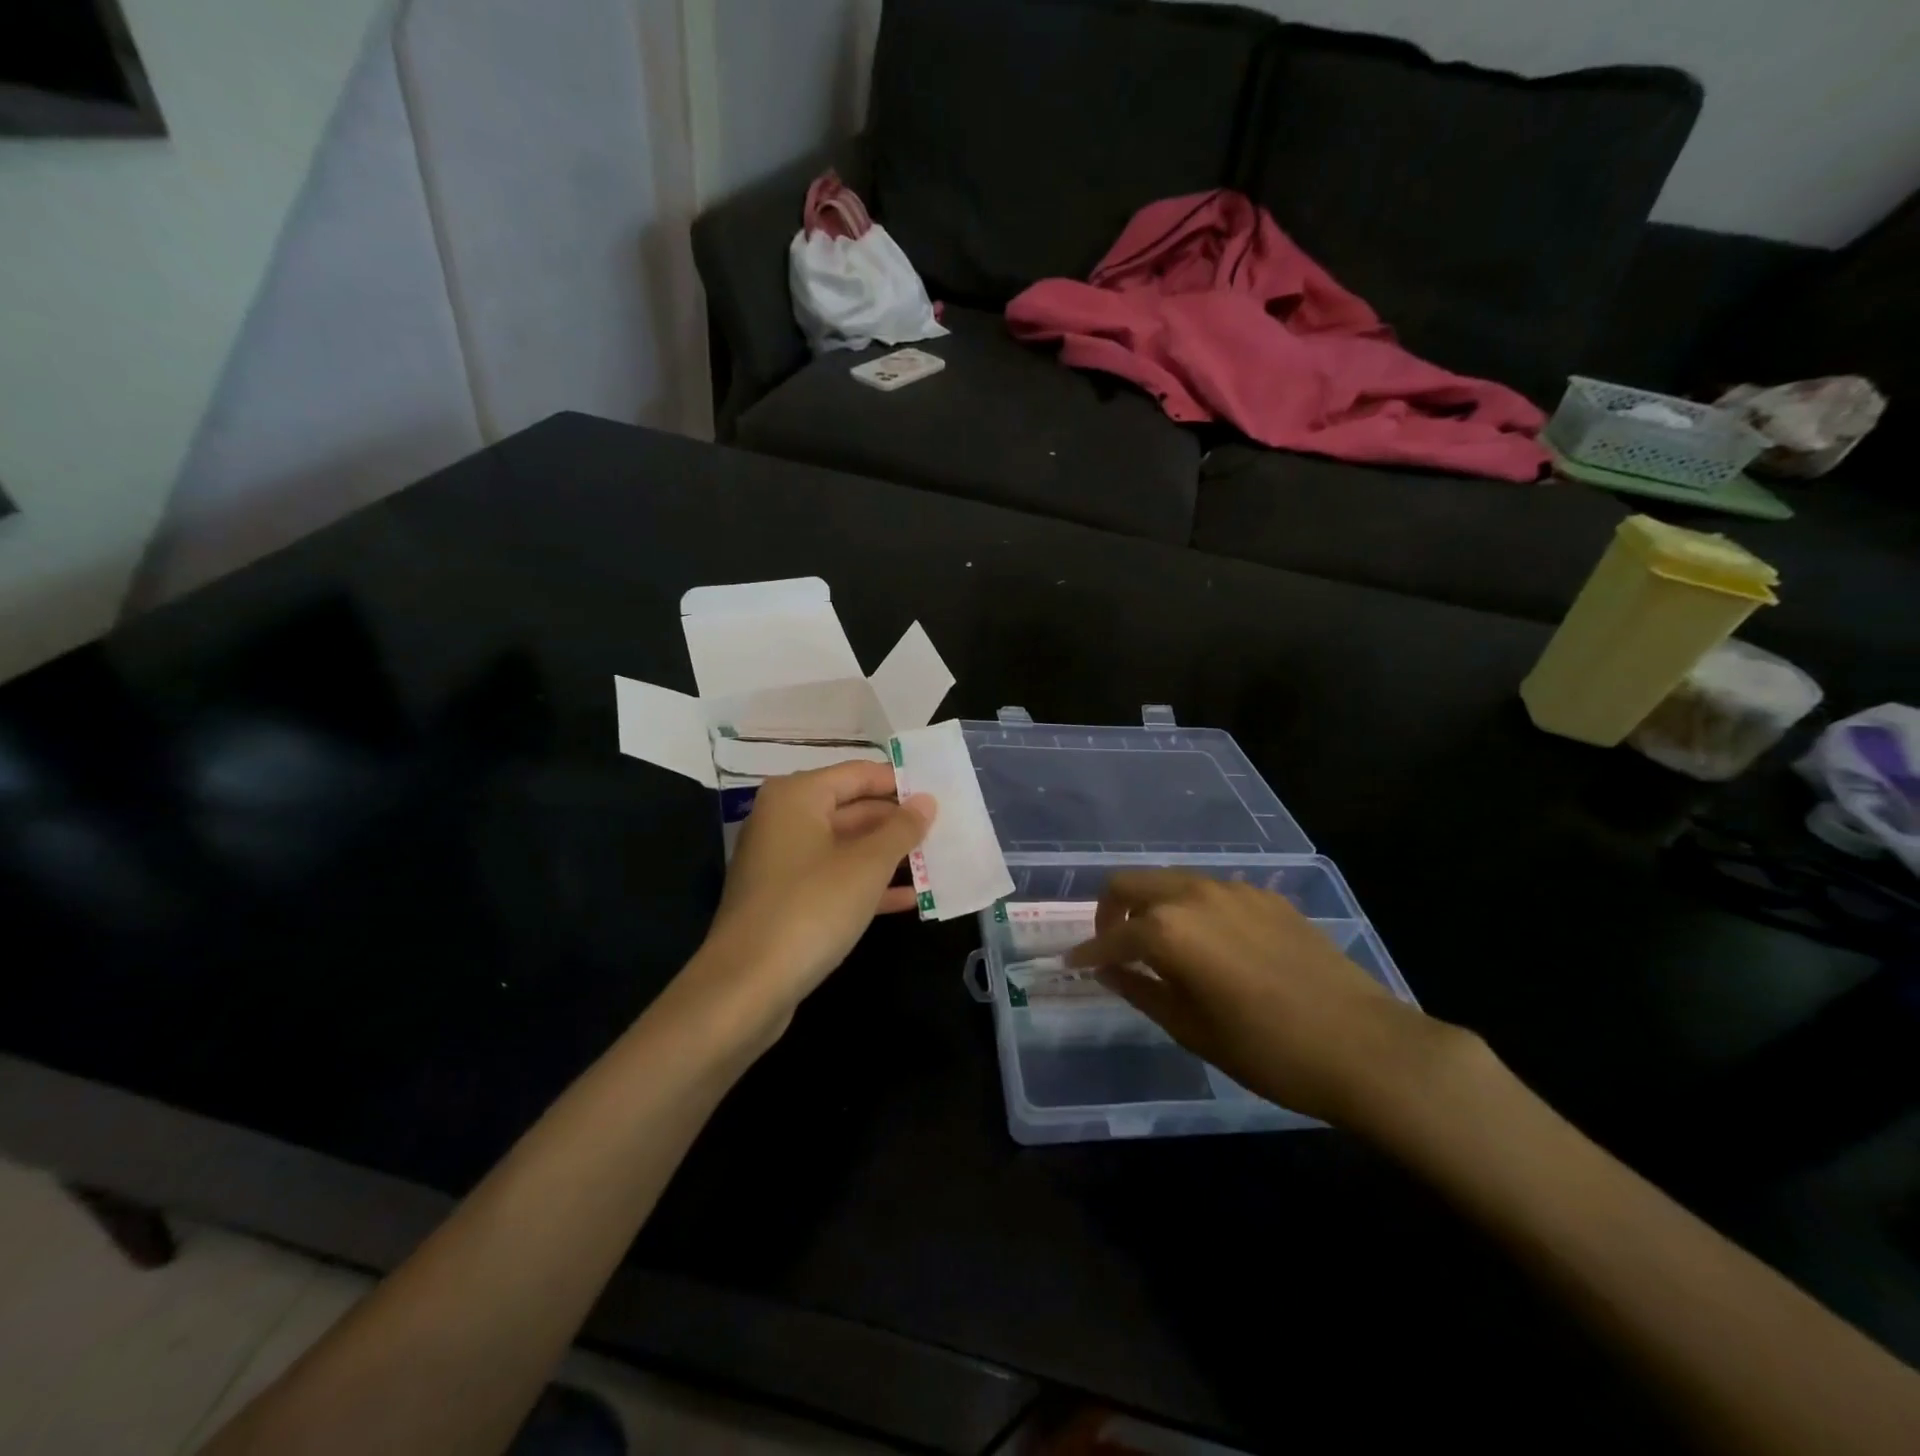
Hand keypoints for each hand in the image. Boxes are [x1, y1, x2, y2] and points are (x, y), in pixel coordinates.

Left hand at [688, 760, 935, 1039]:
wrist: (747, 986)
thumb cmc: (811, 908)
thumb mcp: (867, 866)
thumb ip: (901, 829)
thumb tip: (926, 801)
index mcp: (797, 796)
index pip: (859, 774)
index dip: (900, 783)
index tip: (941, 795)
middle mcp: (785, 820)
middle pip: (851, 808)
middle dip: (897, 822)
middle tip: (945, 830)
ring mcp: (782, 862)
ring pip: (845, 847)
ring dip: (888, 856)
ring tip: (937, 861)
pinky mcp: (785, 899)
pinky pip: (834, 879)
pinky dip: (867, 885)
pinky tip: (909, 898)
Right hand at [1065, 871, 1466, 1131]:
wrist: (1365, 1046)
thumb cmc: (1268, 1051)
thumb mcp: (1191, 1030)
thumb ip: (1142, 990)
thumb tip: (1109, 971)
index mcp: (1168, 929)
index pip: (1111, 936)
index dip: (1088, 953)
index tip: (1073, 965)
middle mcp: (1194, 894)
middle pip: (1131, 883)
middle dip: (1110, 911)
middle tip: (1113, 947)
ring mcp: (1234, 890)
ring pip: (1171, 881)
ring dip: (1152, 905)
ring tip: (1160, 947)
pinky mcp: (1267, 897)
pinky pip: (1211, 891)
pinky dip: (1192, 909)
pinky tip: (1210, 945)